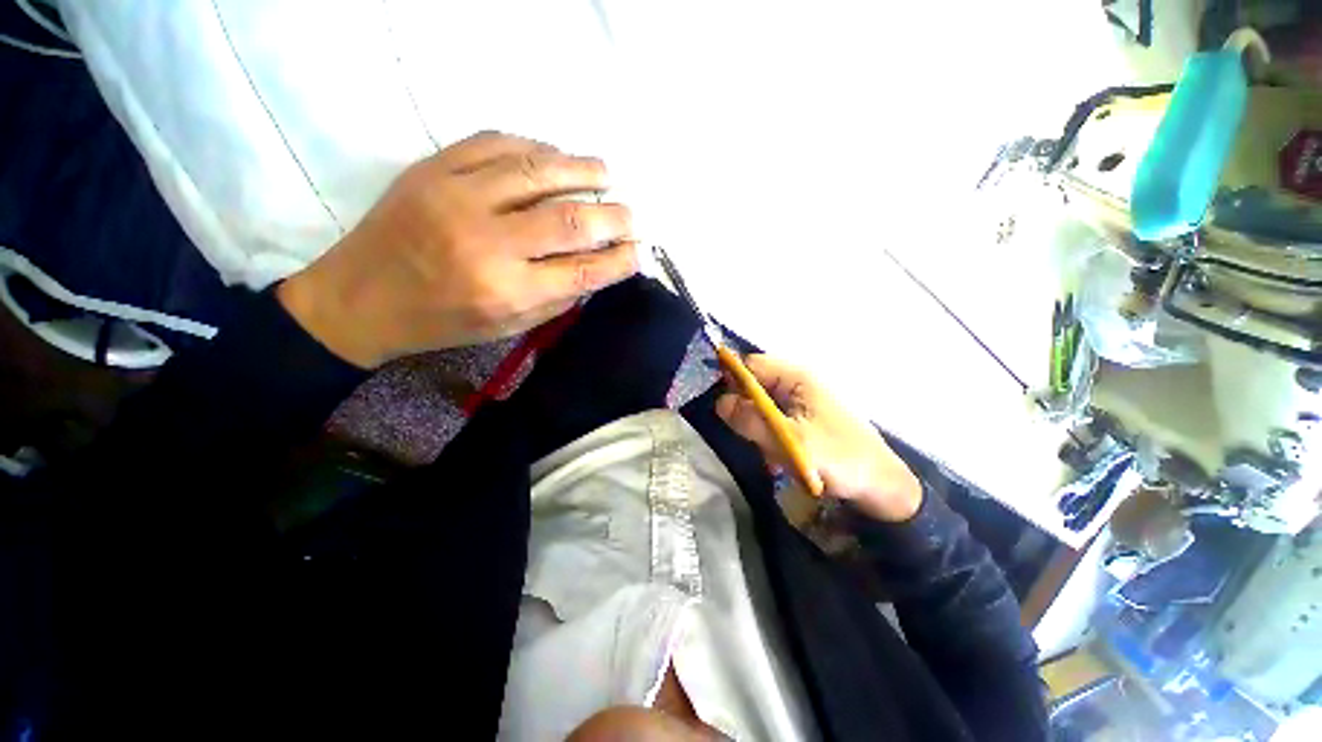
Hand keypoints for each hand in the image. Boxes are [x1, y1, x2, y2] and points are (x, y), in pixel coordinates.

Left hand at [277, 131, 637, 367]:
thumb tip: (597, 268)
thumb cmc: (442, 322)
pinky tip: (555, 155)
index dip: (621, 259)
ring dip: (583, 169)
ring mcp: (458, 197)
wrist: (360, 297)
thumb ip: (556, 298)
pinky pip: (496, 143)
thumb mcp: (507, 327)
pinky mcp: (434, 169)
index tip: (640, 251)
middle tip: (631, 215)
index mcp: (508, 291)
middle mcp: (489, 243)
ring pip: (539, 171)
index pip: (585, 271)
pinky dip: (536, 147)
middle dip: (613, 216)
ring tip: (606, 173)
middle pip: (571, 219)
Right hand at [716, 355, 923, 522]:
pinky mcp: (804, 419)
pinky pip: (774, 420)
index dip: (731, 381)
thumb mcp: (788, 440)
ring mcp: (801, 402)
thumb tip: (718, 402)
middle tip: (746, 435)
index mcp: (796, 377)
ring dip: (757, 427)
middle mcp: (797, 383)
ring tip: (765, 451)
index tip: (721, 408)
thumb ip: (750, 420)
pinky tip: (775, 457)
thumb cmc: (838, 458)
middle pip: (755, 385)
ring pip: (762, 405)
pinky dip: (769, 436)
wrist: (882, 487)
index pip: (751, 365)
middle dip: (745, 410)